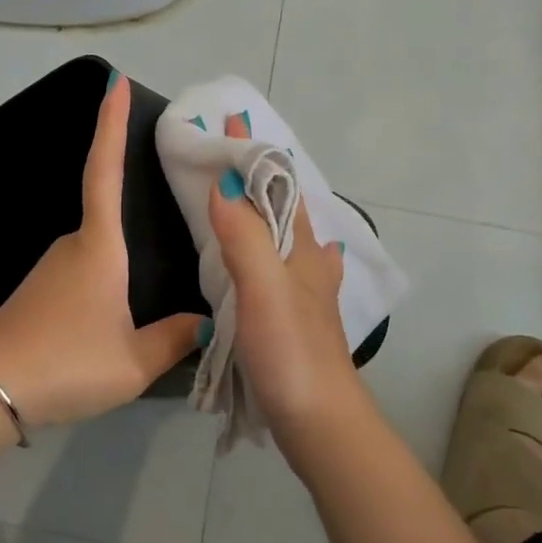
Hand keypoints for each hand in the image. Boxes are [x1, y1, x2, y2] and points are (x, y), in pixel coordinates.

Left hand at [0, 73, 202, 427]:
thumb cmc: (66, 363)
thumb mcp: (132, 362)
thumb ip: (174, 338)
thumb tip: (204, 320)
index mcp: (99, 246)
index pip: (105, 170)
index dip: (111, 124)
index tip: (115, 82)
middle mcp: (73, 245)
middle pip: (111, 215)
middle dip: (139, 209)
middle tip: (181, 217)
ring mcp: (52, 267)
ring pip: (100, 250)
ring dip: (125, 259)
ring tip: (159, 285)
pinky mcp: (40, 291)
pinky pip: (86, 271)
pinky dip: (108, 277)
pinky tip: (121, 311)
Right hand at [206, 114, 367, 452]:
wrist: (320, 421)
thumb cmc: (292, 351)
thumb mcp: (264, 289)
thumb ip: (245, 237)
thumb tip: (225, 182)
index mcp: (302, 248)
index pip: (278, 184)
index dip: (255, 151)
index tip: (229, 120)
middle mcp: (308, 263)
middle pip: (281, 207)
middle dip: (257, 176)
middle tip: (221, 154)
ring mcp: (305, 292)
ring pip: (281, 237)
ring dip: (260, 210)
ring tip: (231, 196)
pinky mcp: (294, 319)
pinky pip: (274, 268)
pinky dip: (261, 249)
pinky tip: (256, 261)